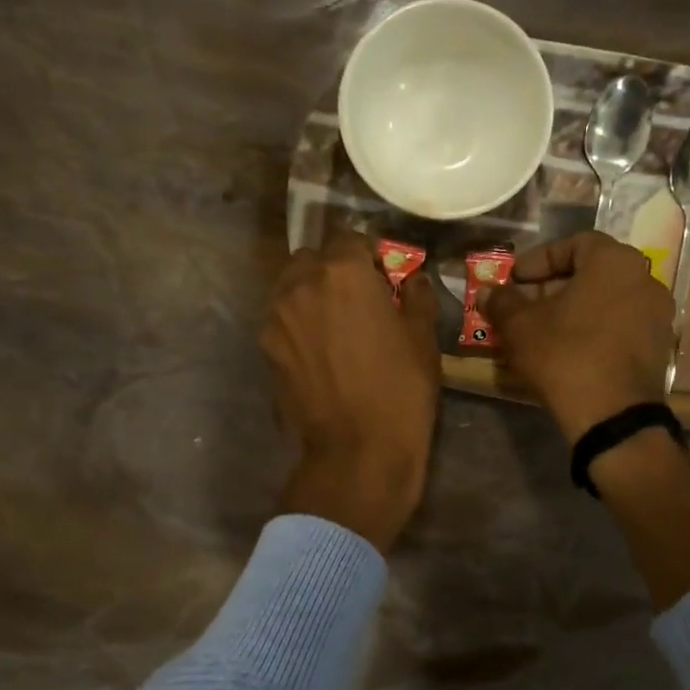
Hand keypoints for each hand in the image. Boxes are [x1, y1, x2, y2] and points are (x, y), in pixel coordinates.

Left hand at [262, 232, 441, 550]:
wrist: (358, 450)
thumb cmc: (401, 390)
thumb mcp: (423, 338)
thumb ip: (416, 297)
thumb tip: (412, 280)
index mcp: (343, 271)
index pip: (351, 238)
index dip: (370, 255)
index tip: (383, 276)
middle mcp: (301, 283)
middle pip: (313, 258)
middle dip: (334, 269)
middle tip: (358, 298)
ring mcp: (277, 316)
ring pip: (291, 287)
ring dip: (311, 293)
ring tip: (335, 323)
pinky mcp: (266, 348)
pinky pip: (282, 320)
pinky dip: (298, 323)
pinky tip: (319, 350)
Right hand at [482, 232, 674, 442]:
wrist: (612, 415)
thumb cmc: (564, 355)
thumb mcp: (520, 326)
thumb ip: (502, 302)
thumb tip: (487, 291)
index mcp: (615, 262)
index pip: (574, 244)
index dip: (539, 259)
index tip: (515, 279)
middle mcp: (645, 279)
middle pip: (592, 272)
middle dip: (553, 286)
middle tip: (523, 305)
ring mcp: (658, 315)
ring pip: (606, 301)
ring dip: (573, 309)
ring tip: (541, 329)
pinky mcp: (659, 347)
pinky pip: (620, 326)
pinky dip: (593, 329)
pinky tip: (568, 349)